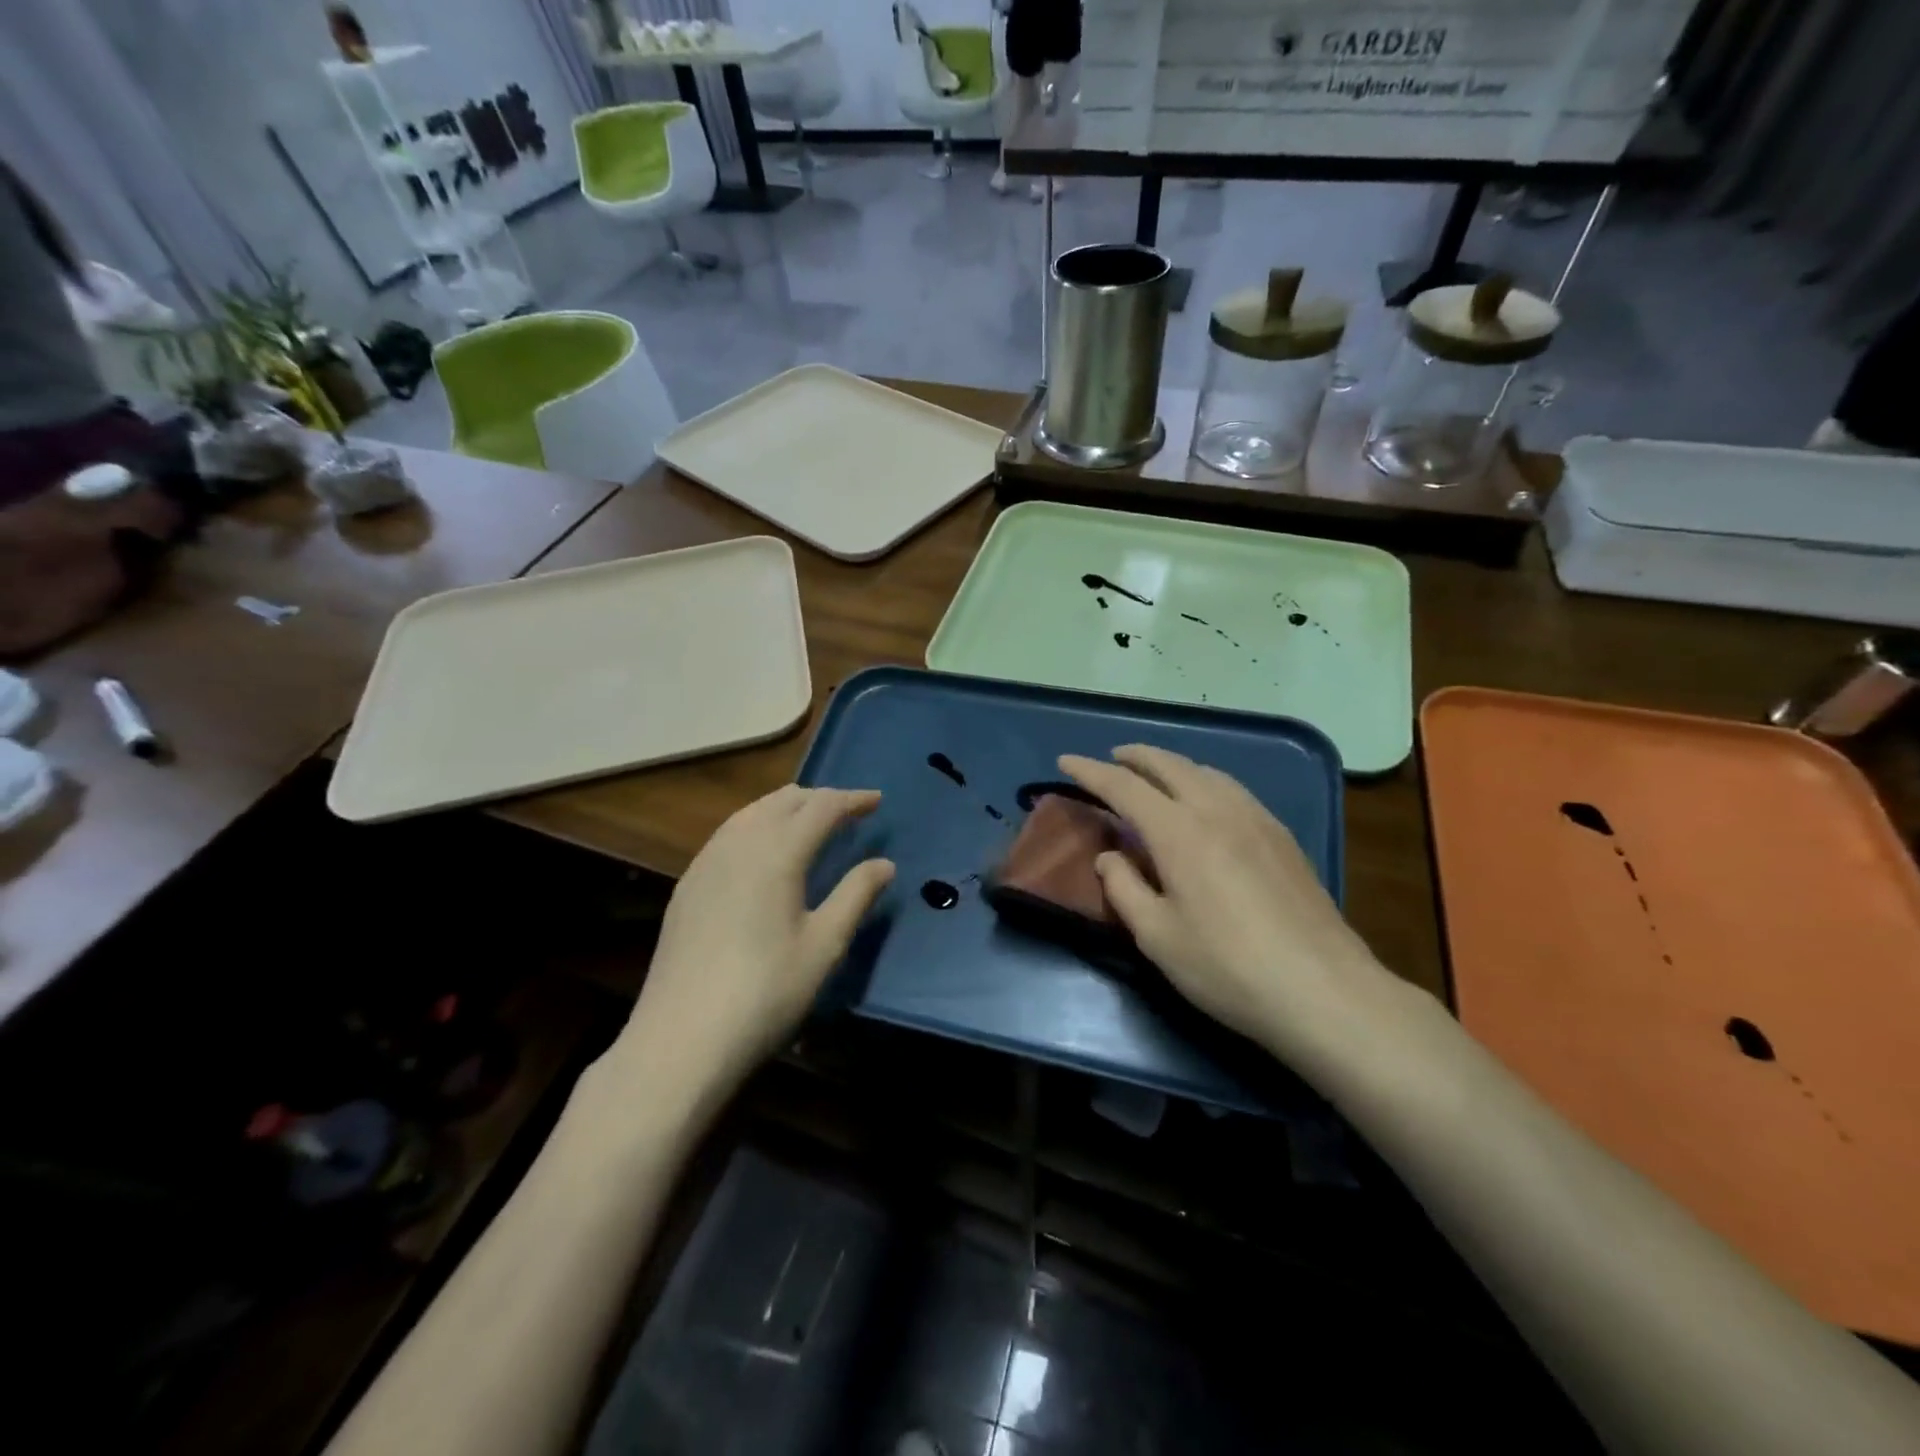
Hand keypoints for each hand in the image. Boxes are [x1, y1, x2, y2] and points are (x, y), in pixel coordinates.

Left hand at [620, 786, 894, 1088]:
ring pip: (750, 813)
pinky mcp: (687, 886)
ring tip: (809, 821)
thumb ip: (856, 895)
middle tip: (848, 810)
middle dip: (819, 799)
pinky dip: (756, 825)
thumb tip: (884, 863)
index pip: (821, 807)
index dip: (852, 799)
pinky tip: (762, 851)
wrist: (680, 1039)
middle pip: (782, 801)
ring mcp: (705, 863)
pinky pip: (728, 834)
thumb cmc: (765, 992)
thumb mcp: (824, 946)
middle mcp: (738, 844)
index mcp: (777, 852)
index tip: (877, 801)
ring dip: (785, 808)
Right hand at [1058, 746, 1418, 1075]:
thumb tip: (1111, 857)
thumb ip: (1124, 889)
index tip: (1065, 761)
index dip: (1090, 771)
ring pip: (1206, 771)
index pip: (1124, 787)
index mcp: (1179, 832)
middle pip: (1169, 765)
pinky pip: (1233, 789)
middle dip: (1135, 756)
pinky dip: (1204, 780)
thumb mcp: (1157, 937)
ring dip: (1172, 765)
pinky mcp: (1282, 837)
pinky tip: (1206, 802)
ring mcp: (1256, 819)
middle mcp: (1217, 810)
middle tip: (1112, 759)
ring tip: (1155, 775)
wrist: (1324, 991)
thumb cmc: (1227, 968)